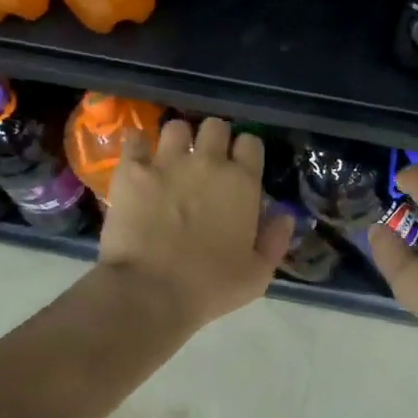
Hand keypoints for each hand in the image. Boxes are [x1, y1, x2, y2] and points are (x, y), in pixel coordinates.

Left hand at [97, 116, 294, 329]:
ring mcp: (167, 162)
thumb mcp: (257, 274)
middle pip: (215, 126)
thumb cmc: (209, 287)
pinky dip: (137, 145)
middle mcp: (207, 162)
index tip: (239, 167)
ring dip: (177, 139)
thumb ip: (275, 240)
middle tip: (206, 161)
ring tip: (172, 158)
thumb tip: (285, 215)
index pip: (251, 143)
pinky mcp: (132, 171)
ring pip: (176, 126)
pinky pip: (135, 139)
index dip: (245, 152)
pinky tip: (138, 159)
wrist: (151, 291)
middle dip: (213, 139)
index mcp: (242, 183)